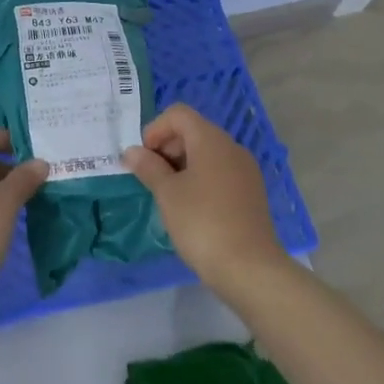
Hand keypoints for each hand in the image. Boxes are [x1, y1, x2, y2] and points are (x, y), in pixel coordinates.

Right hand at [125, 103, 283, 293]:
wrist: (250, 268)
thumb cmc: (202, 223)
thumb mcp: (167, 193)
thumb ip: (148, 167)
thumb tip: (132, 151)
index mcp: (211, 140)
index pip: (178, 114)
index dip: (155, 129)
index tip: (144, 158)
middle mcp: (231, 148)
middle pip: (193, 131)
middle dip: (167, 147)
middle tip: (151, 176)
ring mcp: (245, 171)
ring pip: (206, 153)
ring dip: (182, 164)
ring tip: (168, 194)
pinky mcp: (251, 193)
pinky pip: (220, 172)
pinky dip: (200, 178)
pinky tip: (190, 207)